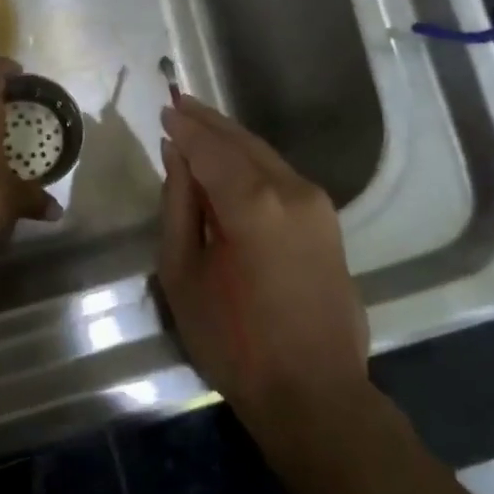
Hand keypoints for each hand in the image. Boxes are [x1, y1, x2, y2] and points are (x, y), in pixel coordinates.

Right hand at [158, 94, 370, 450]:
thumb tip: (176, 157)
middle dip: (209, 122)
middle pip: (242, 141)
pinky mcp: (328, 223)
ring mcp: (317, 205)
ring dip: (231, 139)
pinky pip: (282, 177)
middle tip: (179, 102)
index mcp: (252, 201)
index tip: (164, 108)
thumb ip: (179, 206)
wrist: (312, 391)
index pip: (209, 147)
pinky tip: (232, 162)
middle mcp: (291, 190)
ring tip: (200, 125)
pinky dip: (253, 161)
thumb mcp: (183, 272)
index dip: (184, 127)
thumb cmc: (232, 339)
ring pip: (266, 155)